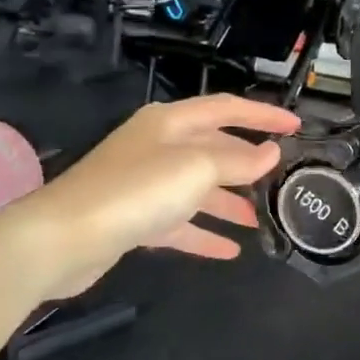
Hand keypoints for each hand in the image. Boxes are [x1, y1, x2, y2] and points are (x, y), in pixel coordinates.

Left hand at [26, 95, 299, 297]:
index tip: (297, 127)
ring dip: (229, 203)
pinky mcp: (134, 219)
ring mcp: (144, 184)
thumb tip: (270, 154)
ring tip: (261, 220)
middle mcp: (157, 147)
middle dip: (247, 163)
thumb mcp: (197, 168)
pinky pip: (180, 222)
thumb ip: (238, 161)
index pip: (226, 108)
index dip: (263, 116)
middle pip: (213, 149)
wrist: (62, 238)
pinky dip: (204, 233)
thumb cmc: (136, 191)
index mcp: (171, 122)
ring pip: (198, 188)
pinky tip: (230, 250)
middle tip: (281, 179)